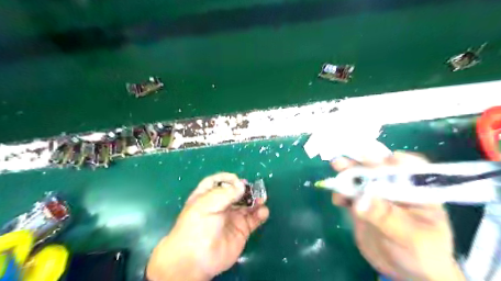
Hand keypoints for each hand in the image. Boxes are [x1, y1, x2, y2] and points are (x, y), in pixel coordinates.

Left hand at [146, 173, 269, 279]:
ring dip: (255, 200)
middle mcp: (220, 205)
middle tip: (254, 189)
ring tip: (262, 199)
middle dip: (246, 189)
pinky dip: (260, 214)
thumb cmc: (198, 226)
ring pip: (247, 204)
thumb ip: (226, 193)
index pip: (217, 182)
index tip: (237, 180)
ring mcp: (232, 217)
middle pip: (235, 192)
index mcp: (207, 197)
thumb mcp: (207, 204)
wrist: (197, 259)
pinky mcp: (242, 229)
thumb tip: (242, 185)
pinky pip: (254, 219)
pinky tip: (263, 212)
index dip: (227, 178)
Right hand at [331, 152, 465, 280]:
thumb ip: (386, 217)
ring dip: (346, 174)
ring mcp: (375, 195)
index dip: (396, 161)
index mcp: (417, 190)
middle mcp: (394, 187)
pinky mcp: (361, 205)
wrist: (405, 270)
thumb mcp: (410, 237)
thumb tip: (360, 200)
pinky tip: (338, 200)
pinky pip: (348, 195)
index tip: (382, 160)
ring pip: (359, 179)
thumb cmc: (422, 253)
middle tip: (343, 160)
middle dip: (360, 163)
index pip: (410, 168)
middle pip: (377, 169)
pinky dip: (341, 194)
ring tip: (335, 170)